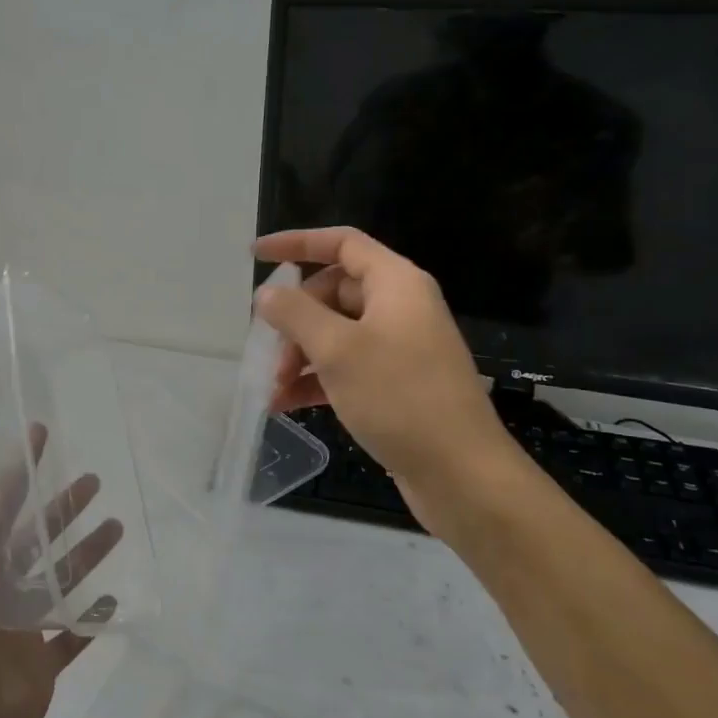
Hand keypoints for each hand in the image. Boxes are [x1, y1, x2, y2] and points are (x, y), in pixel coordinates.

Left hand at [0, 431, 119, 717]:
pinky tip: (114, 596)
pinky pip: (72, 636)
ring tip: (115, 527)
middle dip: (61, 508)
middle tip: (94, 480)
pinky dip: (91, 617)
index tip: (42, 433)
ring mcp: (18, 631)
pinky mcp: (39, 670)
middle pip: (34, 538)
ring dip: (84, 554)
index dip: (19, 467)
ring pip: (58, 580)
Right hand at [254, 227, 522, 496]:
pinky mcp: (396, 385)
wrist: (461, 474)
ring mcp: (399, 347)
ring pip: (336, 334)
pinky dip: (316, 380)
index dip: (296, 243)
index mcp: (396, 283)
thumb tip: (267, 295)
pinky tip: (286, 404)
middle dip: (294, 319)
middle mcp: (400, 308)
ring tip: (273, 387)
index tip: (256, 256)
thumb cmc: (400, 398)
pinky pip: (346, 367)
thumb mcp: (338, 350)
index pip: (341, 243)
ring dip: (300, 355)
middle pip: (333, 293)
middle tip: (270, 352)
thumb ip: (296, 314)